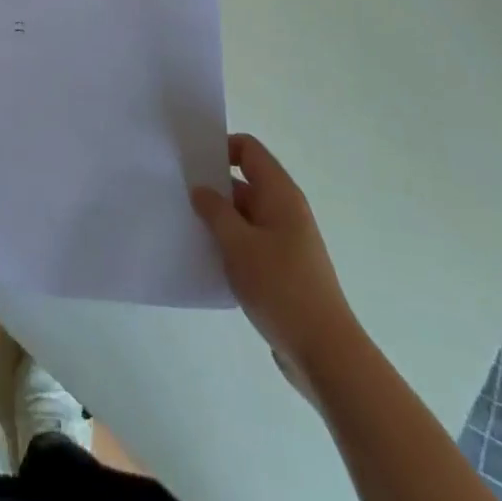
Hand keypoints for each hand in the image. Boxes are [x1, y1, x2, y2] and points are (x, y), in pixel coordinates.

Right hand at [192, 133, 354, 386]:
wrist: (325, 352)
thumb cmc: (281, 287)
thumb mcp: (239, 245)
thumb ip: (215, 211)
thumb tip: (201, 189)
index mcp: (280, 194)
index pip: (249, 150)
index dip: (221, 148)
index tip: (191, 163)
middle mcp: (285, 210)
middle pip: (245, 182)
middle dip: (212, 186)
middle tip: (177, 194)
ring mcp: (285, 241)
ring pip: (244, 215)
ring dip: (218, 219)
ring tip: (184, 225)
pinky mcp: (281, 269)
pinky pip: (249, 242)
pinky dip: (229, 244)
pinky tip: (205, 258)